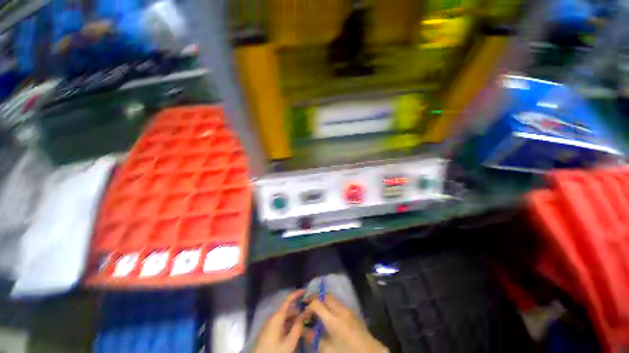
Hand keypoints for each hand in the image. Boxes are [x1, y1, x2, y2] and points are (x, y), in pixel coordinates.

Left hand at [253, 290, 304, 352]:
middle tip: (310, 316)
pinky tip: (297, 333)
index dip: (297, 294)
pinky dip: (290, 327)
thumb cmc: (274, 352)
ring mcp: (270, 326)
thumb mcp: (289, 343)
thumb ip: (297, 328)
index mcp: (277, 317)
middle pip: (288, 311)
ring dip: (295, 322)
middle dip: (299, 313)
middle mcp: (273, 318)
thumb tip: (304, 315)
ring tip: (306, 327)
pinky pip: (282, 326)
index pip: (288, 300)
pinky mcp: (269, 334)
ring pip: (286, 320)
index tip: (306, 291)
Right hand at [303, 294, 387, 352]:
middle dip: (316, 298)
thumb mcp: (327, 350)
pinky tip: (328, 316)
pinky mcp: (352, 312)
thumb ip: (313, 338)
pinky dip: (331, 305)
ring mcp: (348, 310)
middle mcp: (341, 310)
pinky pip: (339, 304)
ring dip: (324, 301)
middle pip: (326, 296)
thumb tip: (303, 329)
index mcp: (334, 320)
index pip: (317, 303)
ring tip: (317, 312)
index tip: (302, 313)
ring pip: (333, 298)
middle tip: (308, 306)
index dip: (308, 306)